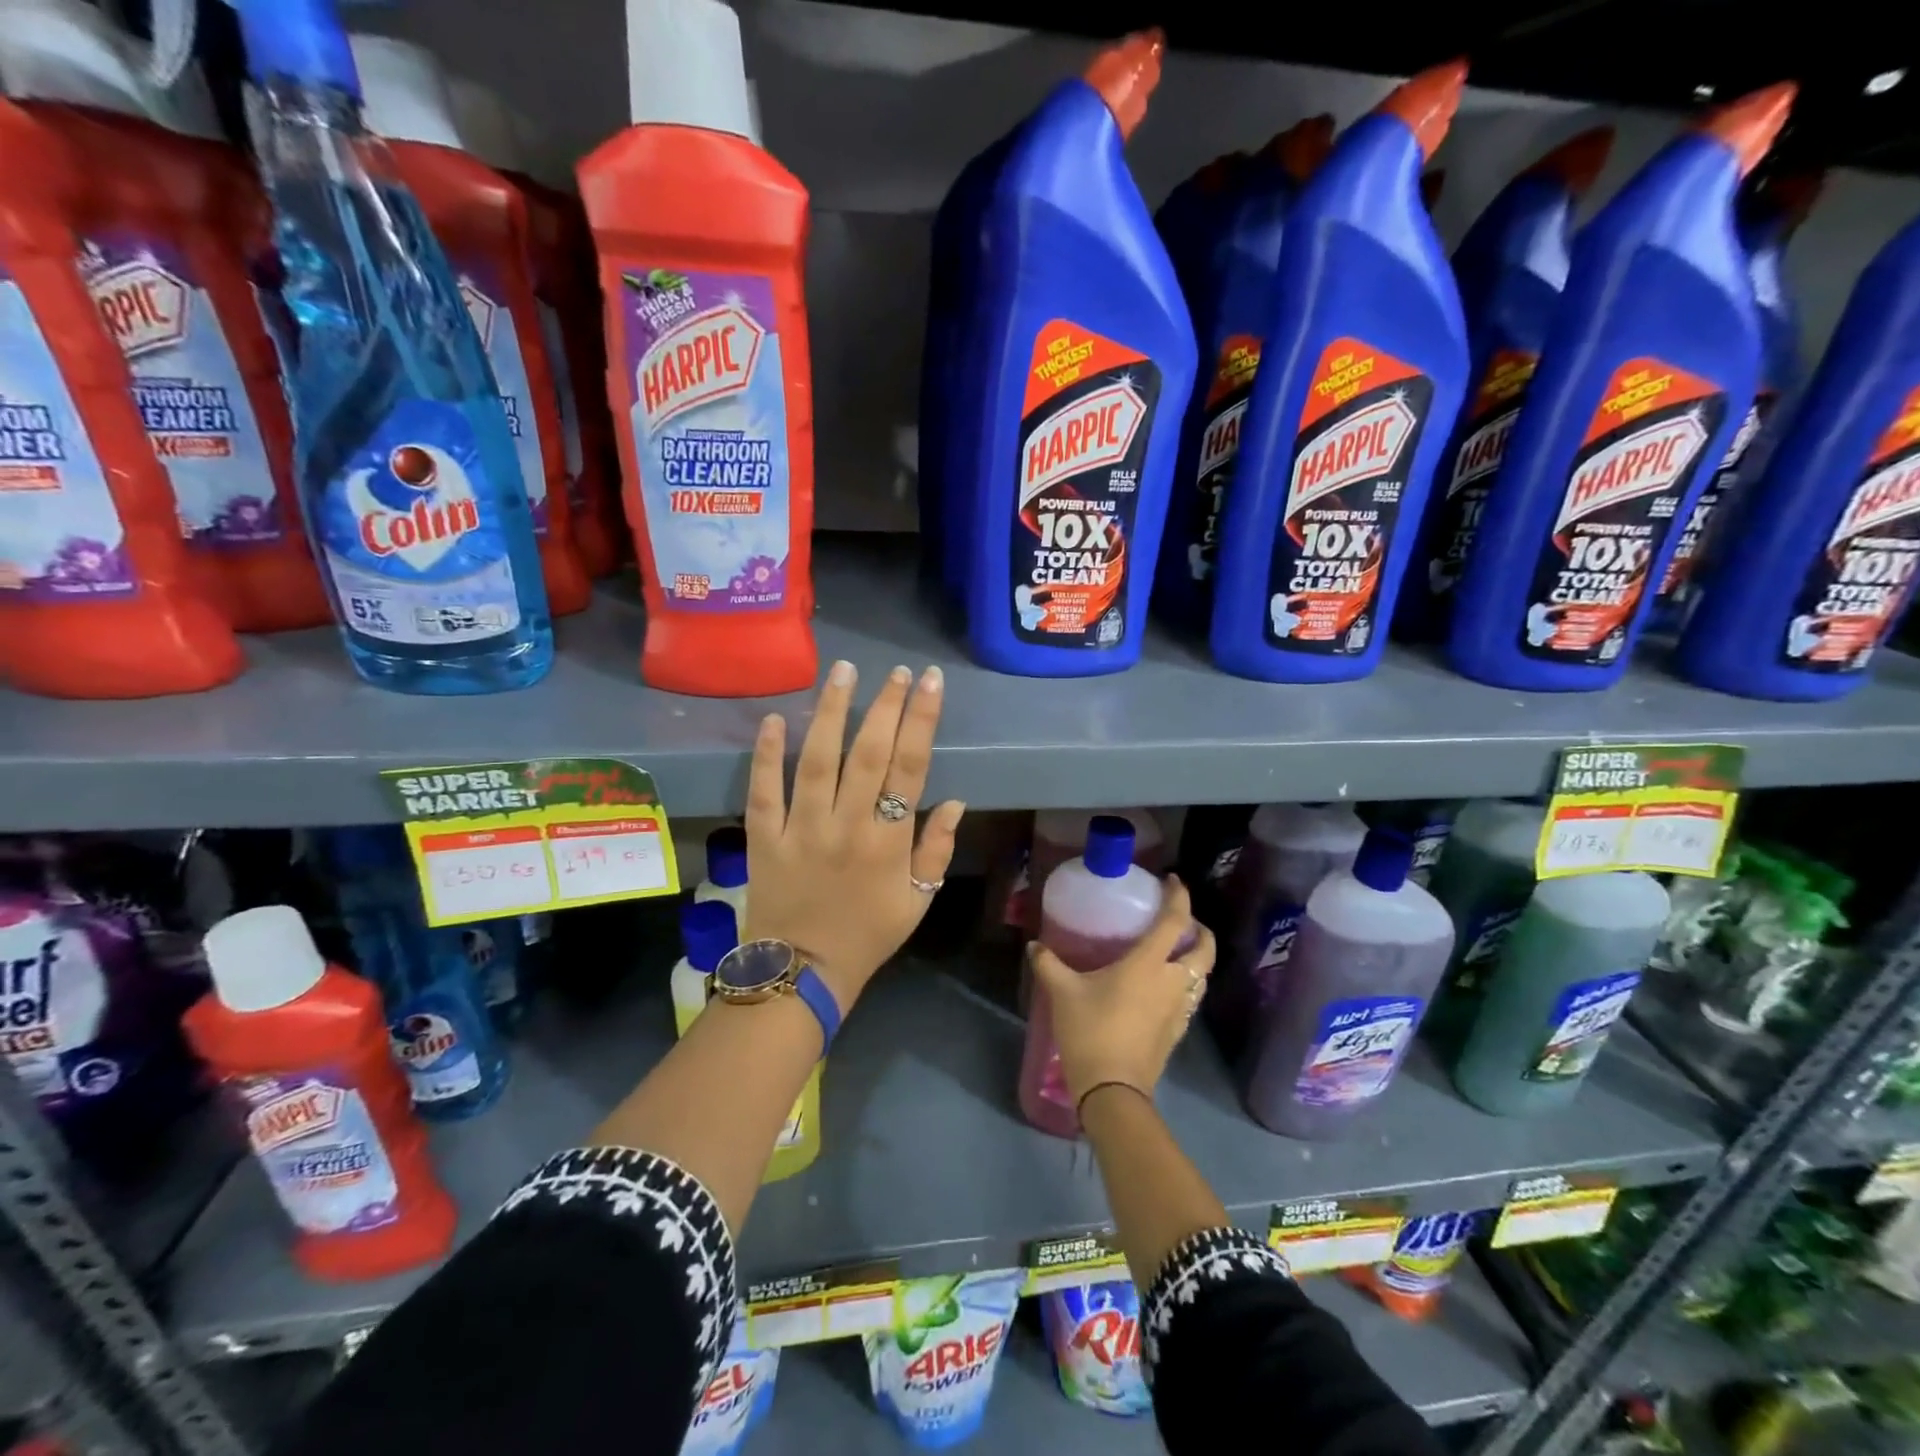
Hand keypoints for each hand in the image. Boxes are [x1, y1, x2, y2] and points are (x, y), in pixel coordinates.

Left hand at [743, 660, 965, 1012]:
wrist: (803, 974)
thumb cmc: (868, 936)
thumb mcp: (918, 902)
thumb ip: (937, 850)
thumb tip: (957, 800)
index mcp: (889, 842)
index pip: (910, 768)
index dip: (921, 720)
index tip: (928, 682)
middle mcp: (848, 826)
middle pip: (868, 754)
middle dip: (884, 705)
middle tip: (896, 670)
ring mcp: (802, 830)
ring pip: (817, 761)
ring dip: (830, 713)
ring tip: (842, 672)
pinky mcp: (765, 838)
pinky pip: (764, 790)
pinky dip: (766, 754)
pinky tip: (773, 718)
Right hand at [1027, 878, 1213, 1105]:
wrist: (1112, 1089)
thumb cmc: (1090, 1031)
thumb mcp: (1063, 992)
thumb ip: (1049, 964)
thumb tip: (1034, 945)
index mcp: (1149, 964)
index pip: (1175, 921)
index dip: (1178, 897)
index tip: (1172, 881)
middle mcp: (1172, 982)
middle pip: (1204, 949)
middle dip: (1200, 930)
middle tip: (1182, 922)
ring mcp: (1179, 1009)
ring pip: (1203, 976)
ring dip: (1196, 959)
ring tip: (1175, 952)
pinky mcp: (1178, 1032)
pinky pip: (1192, 998)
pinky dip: (1187, 984)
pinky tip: (1165, 988)